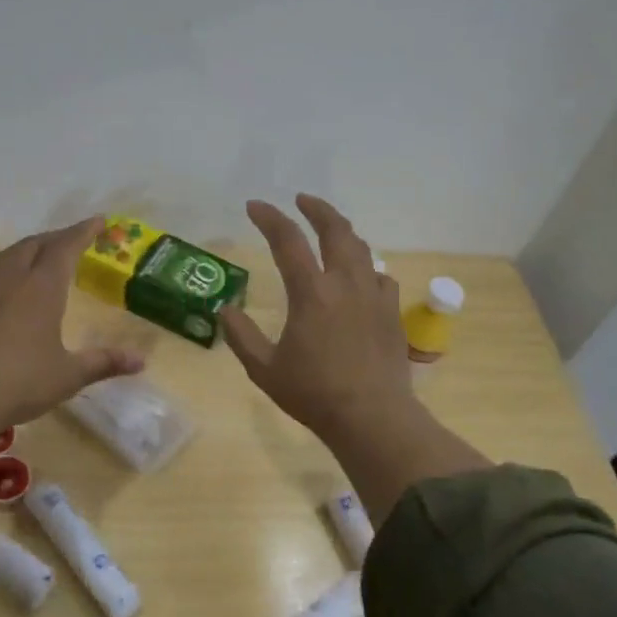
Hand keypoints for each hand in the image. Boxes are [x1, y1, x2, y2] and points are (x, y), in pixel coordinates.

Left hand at [0, 217, 144, 492]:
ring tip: (38, 256)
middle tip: (71, 239)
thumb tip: (141, 361)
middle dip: (55, 237)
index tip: (99, 220)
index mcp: (42, 289)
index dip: (83, 232)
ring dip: (26, 249)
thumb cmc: (20, 382)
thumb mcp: (69, 375)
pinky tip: (4, 292)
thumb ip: (104, 363)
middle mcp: (11, 282)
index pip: (65, 247)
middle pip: (33, 245)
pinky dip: (3, 275)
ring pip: (6, 257)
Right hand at [219, 195, 414, 444]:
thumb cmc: (313, 393)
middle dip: (317, 208)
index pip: (287, 240)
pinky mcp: (391, 312)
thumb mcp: (264, 369)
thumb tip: (225, 310)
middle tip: (302, 200)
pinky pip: (379, 276)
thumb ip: (242, 336)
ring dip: (342, 232)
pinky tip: (359, 277)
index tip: (255, 206)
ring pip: (361, 248)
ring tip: (329, 231)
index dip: (270, 218)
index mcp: (311, 293)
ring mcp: (374, 295)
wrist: (372, 416)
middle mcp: (345, 284)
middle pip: (335, 230)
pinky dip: (364, 267)